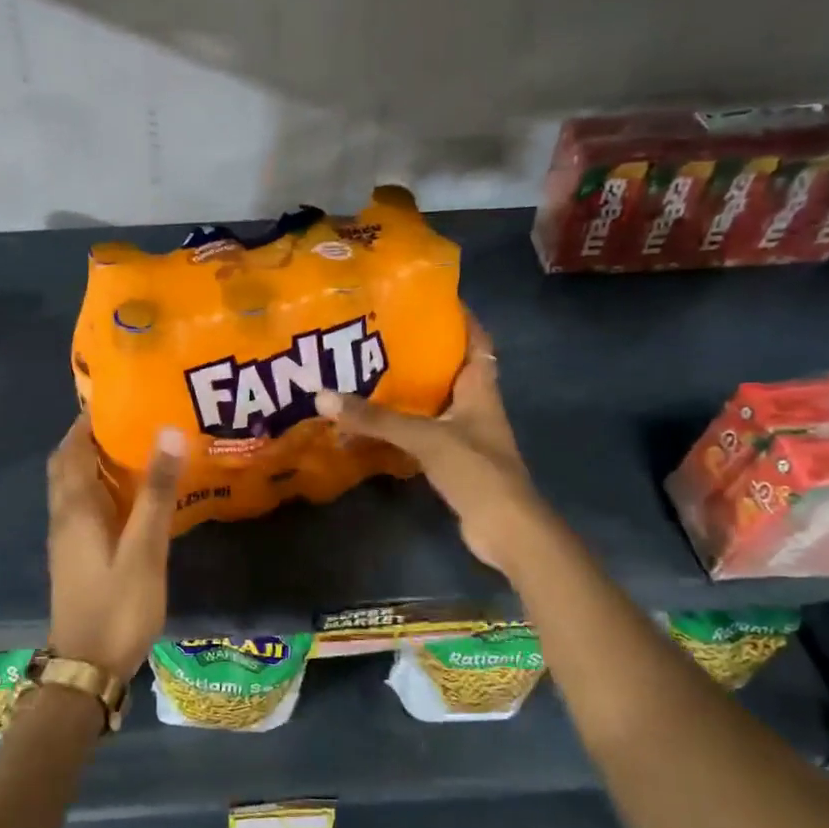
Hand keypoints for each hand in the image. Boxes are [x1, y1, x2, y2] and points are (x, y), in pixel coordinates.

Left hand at [45, 417, 184, 681]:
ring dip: (95, 464)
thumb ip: (156, 493)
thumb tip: (167, 432)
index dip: (88, 420)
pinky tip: (132, 498)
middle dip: (90, 438)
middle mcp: (64, 517)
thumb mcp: (144, 549)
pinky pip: (83, 508)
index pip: (73, 448)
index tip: (118, 398)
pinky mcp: (76, 557)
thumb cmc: (118, 606)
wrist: (88, 667)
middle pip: (68, 464)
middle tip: (130, 422)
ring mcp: (67, 539)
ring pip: (74, 487)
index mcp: (75, 508)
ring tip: (136, 449)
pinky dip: (101, 490)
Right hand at [315, 315, 536, 571]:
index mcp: (481, 388)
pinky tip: (375, 422)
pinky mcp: (454, 461)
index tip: (428, 298)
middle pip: (451, 368)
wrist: (505, 529)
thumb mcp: (425, 438)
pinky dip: (403, 425)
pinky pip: (425, 432)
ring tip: (370, 371)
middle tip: (382, 335)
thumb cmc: (477, 471)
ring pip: (436, 402)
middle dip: (422, 351)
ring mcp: (467, 435)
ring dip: (410, 390)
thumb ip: (377, 419)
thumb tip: (323, 396)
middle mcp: (476, 406)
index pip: (476, 340)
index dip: (459, 317)